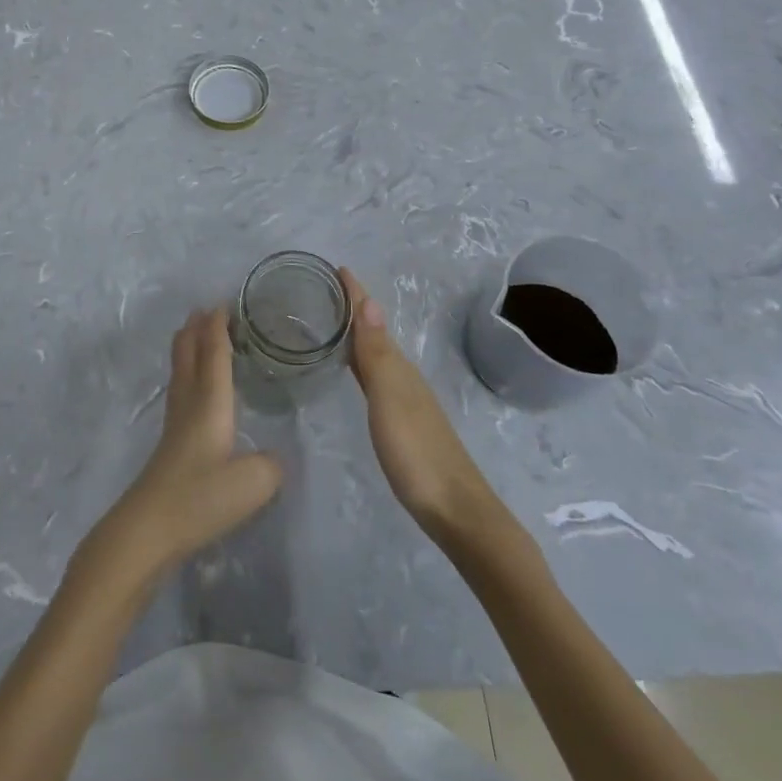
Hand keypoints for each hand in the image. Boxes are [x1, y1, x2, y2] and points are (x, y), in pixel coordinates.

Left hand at [84, 309, 282, 582]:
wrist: (149, 528)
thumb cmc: (201, 497)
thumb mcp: (253, 483)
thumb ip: (271, 465)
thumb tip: (273, 458)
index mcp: (210, 400)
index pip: (214, 351)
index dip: (218, 326)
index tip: (224, 302)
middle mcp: (189, 402)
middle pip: (188, 352)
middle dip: (197, 328)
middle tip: (207, 310)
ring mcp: (175, 422)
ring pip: (180, 370)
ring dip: (189, 347)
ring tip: (197, 335)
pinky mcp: (170, 443)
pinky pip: (180, 389)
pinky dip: (188, 372)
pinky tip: (194, 387)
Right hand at [341, 268, 495, 540]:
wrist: (457, 512)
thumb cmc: (417, 453)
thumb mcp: (390, 399)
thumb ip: (376, 354)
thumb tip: (369, 301)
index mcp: (397, 368)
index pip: (371, 321)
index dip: (355, 295)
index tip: (336, 268)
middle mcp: (403, 377)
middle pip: (374, 334)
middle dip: (353, 310)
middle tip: (324, 290)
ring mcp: (406, 401)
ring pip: (376, 355)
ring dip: (357, 335)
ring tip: (333, 324)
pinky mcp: (404, 423)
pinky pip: (377, 378)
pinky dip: (362, 363)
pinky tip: (355, 372)